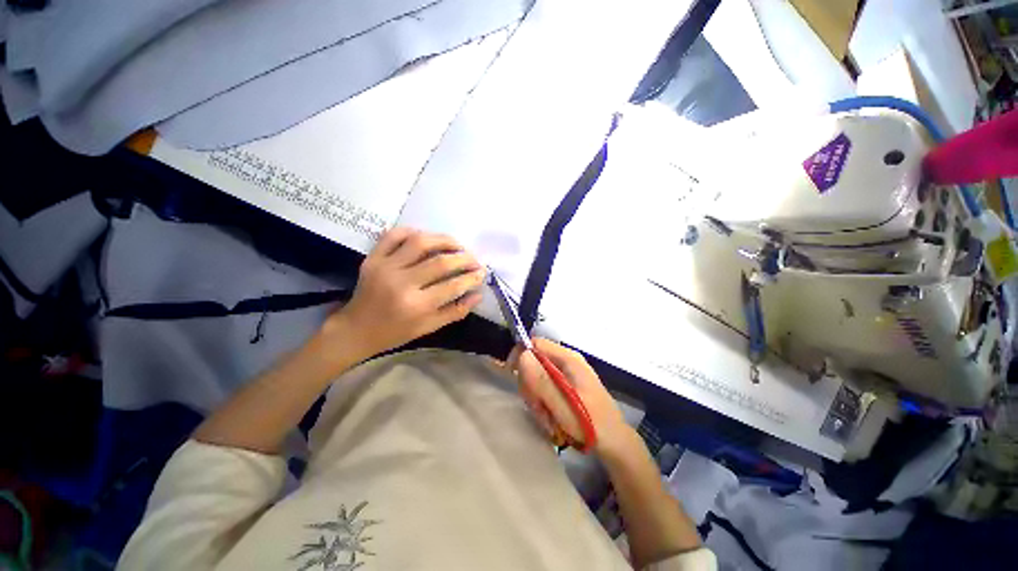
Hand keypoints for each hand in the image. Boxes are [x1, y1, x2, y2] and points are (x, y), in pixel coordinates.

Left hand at [323, 228, 484, 358]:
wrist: (356, 329)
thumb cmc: (396, 332)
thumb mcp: (429, 327)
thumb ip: (456, 311)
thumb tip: (478, 294)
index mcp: (416, 306)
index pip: (453, 286)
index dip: (471, 277)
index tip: (482, 273)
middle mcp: (401, 283)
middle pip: (440, 262)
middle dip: (464, 258)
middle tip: (474, 259)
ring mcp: (385, 267)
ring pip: (420, 242)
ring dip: (444, 240)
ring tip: (457, 245)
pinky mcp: (373, 258)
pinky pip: (394, 235)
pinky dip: (412, 231)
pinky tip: (427, 237)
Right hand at [510, 338, 630, 456]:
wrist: (615, 443)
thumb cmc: (591, 424)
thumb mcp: (563, 405)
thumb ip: (541, 380)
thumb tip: (523, 355)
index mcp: (568, 359)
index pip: (536, 343)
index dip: (521, 356)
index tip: (512, 375)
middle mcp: (567, 362)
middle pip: (535, 362)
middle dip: (531, 385)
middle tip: (537, 408)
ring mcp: (568, 374)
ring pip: (538, 377)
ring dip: (537, 399)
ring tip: (548, 419)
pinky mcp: (568, 386)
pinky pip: (546, 388)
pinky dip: (544, 403)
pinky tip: (552, 419)